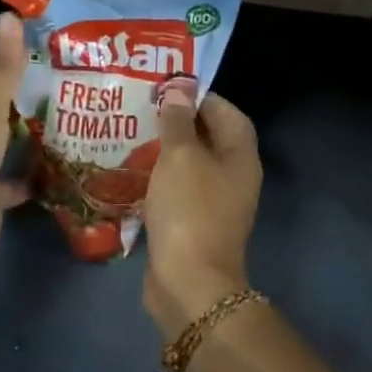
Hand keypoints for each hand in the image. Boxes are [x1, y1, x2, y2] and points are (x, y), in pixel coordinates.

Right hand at [142, 93, 261, 337]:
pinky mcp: (193, 223)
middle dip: (178, 121)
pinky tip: (132, 170)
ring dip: (165, 149)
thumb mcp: (180, 156)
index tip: (166, 89)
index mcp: (239, 156)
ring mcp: (214, 203)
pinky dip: (159, 177)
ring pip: (190, 164)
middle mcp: (233, 176)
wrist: (188, 282)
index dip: (200, 97)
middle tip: (143, 108)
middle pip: (209, 137)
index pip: (227, 112)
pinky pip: (178, 189)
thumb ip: (178, 120)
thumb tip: (178, 90)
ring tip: (132, 133)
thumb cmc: (189, 209)